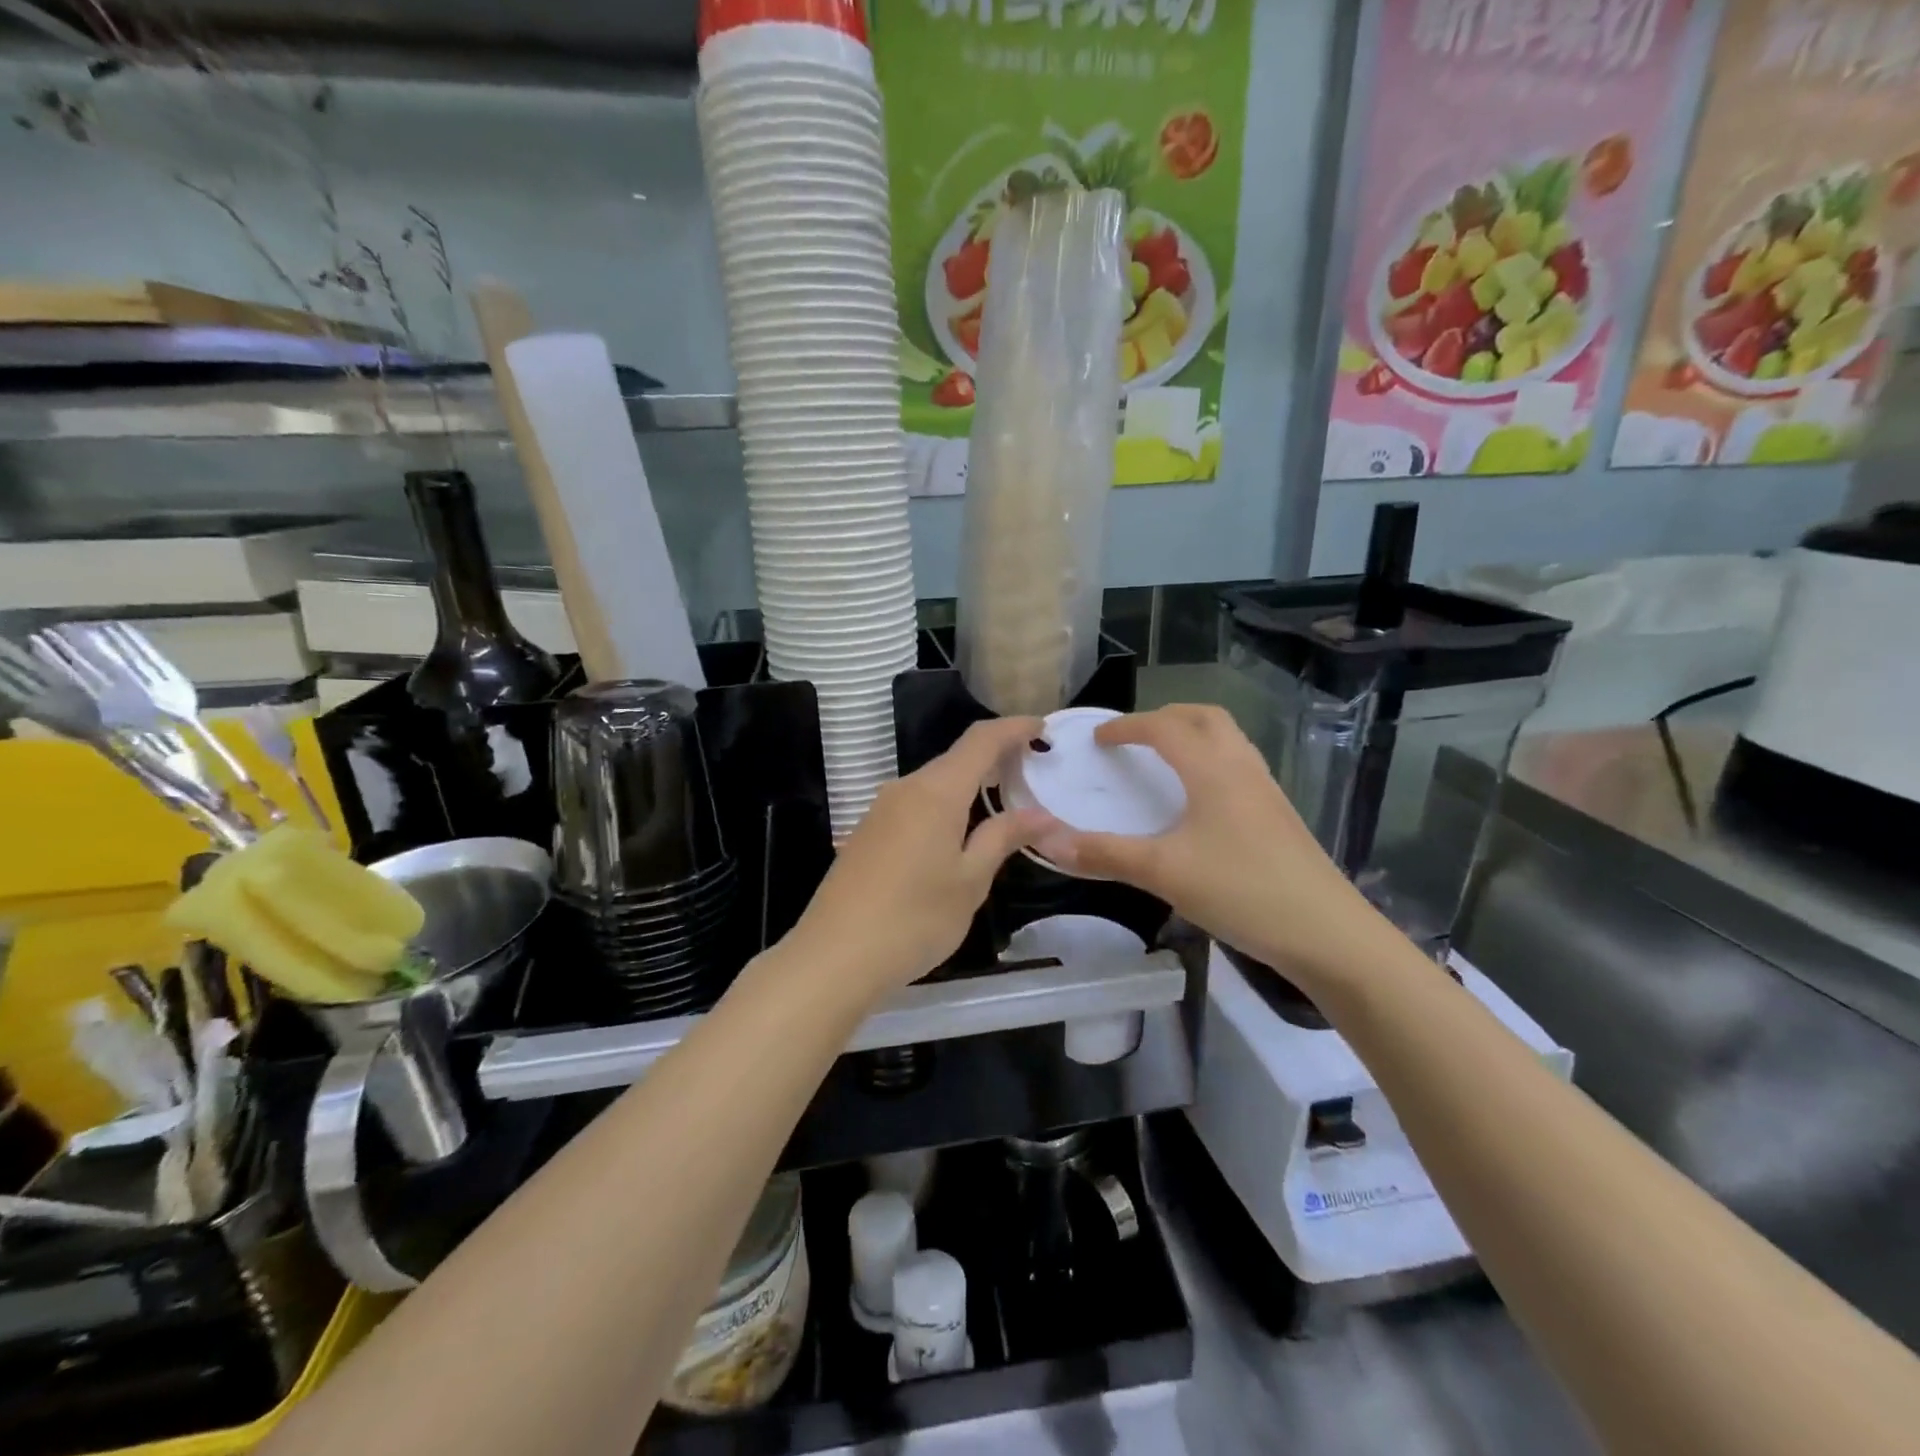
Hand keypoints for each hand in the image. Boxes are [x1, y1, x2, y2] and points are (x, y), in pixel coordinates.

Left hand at [785, 717, 1053, 1001]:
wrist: (833, 956)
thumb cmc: (913, 919)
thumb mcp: (970, 881)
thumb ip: (1004, 837)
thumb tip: (1042, 814)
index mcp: (936, 791)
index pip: (981, 739)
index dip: (1014, 727)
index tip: (1043, 727)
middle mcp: (905, 788)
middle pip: (956, 758)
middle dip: (996, 756)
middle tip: (1033, 769)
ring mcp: (881, 810)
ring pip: (934, 782)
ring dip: (970, 783)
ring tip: (1003, 799)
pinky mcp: (868, 832)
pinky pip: (916, 804)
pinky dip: (946, 804)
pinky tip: (959, 831)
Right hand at [1033, 705, 1380, 985]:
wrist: (1328, 933)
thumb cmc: (1242, 892)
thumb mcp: (1163, 872)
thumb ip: (1104, 854)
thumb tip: (1047, 841)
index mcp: (1212, 770)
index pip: (1164, 728)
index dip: (1127, 726)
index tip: (1098, 739)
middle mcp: (1242, 767)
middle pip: (1204, 718)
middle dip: (1165, 718)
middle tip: (1134, 739)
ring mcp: (1267, 790)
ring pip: (1228, 740)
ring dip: (1192, 736)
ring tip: (1163, 761)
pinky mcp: (1279, 815)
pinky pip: (1239, 766)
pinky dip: (1210, 762)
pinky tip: (1199, 801)